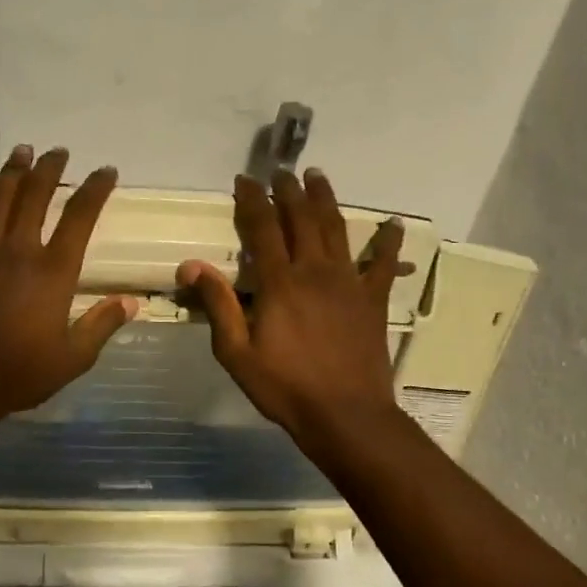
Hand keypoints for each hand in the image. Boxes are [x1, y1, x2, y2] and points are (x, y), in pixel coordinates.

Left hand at [0, 145, 136, 428]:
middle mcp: (17, 253)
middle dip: (49, 171)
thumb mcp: (74, 358)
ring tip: (21, 151)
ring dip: (10, 174)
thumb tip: (132, 302)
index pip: (79, 219)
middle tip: (59, 152)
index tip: (106, 172)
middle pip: (35, 198)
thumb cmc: (20, 374)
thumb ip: (102, 325)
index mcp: (52, 273)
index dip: (95, 190)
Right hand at [177, 169, 405, 453]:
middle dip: (289, 191)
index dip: (252, 200)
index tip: (245, 180)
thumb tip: (191, 265)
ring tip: (318, 176)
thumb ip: (218, 306)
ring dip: (326, 199)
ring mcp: (349, 282)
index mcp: (280, 282)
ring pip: (337, 229)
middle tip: (282, 172)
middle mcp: (315, 271)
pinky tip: (394, 224)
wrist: (345, 414)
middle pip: (301, 219)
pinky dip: (388, 242)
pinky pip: (383, 264)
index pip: (262, 228)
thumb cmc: (285, 387)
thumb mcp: (237, 353)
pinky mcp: (372, 300)